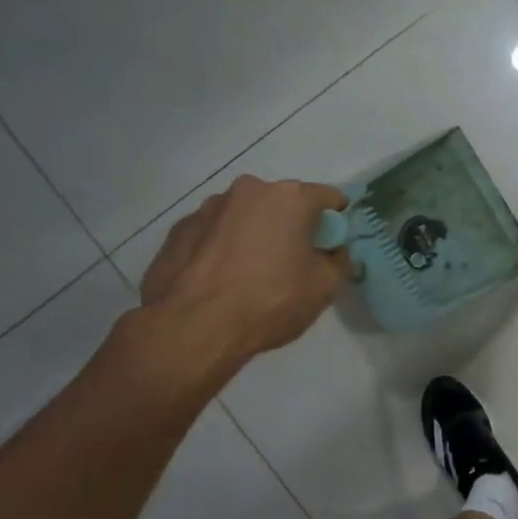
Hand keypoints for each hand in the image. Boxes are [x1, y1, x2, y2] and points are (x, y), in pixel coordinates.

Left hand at [138, 175, 348, 374]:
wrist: (193, 327)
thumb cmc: (270, 301)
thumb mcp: (325, 287)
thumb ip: (338, 260)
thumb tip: (333, 251)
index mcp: (290, 198)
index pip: (329, 197)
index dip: (336, 221)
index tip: (332, 246)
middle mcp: (249, 191)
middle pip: (283, 203)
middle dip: (291, 226)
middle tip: (292, 263)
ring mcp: (208, 208)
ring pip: (245, 216)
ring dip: (254, 235)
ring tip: (249, 274)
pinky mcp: (179, 230)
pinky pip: (213, 233)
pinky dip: (222, 248)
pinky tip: (220, 280)